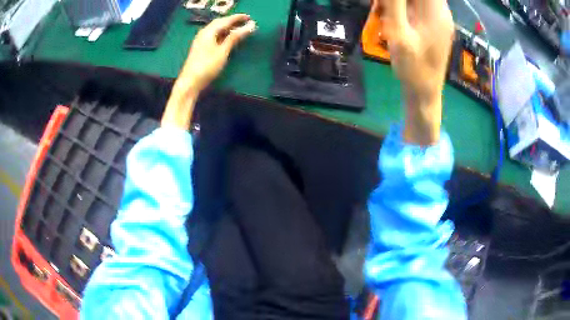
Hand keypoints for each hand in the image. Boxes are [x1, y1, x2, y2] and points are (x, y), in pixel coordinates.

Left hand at [162, 14, 256, 129]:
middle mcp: (204, 33)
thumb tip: (248, 27)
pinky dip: (223, 34)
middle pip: (220, 23)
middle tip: (246, 22)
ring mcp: (201, 40)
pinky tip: (228, 37)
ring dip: (228, 27)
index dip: (238, 18)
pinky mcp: (200, 47)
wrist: (190, 82)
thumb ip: (234, 38)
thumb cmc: (207, 66)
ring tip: (239, 29)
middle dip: (233, 21)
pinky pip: (213, 35)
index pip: (226, 20)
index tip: (249, 17)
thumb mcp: (223, 51)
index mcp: (209, 31)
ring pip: (216, 29)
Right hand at [374, 0, 453, 144]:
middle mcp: (441, 13)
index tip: (385, 3)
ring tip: (384, 15)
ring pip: (417, 0)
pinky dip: (403, 9)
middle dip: (396, 0)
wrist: (424, 94)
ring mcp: (439, 20)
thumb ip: (393, 4)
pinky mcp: (434, 26)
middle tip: (381, 8)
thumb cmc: (412, 68)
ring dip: (397, 4)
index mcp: (436, 13)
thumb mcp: (399, 33)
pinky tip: (393, 20)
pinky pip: (418, 7)